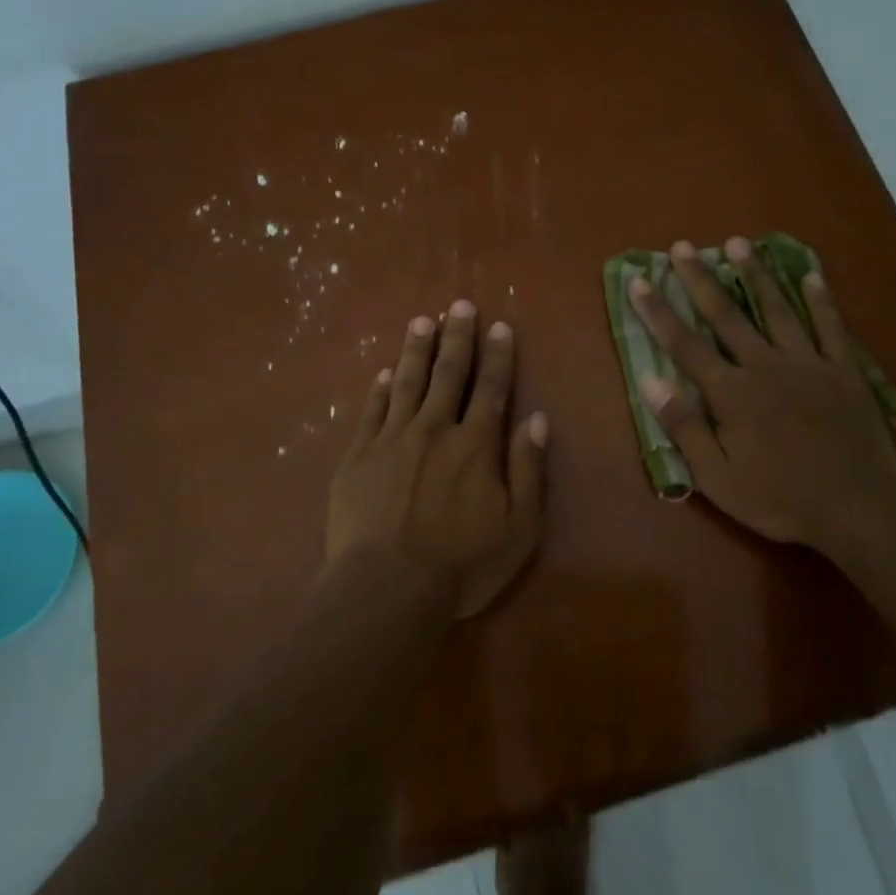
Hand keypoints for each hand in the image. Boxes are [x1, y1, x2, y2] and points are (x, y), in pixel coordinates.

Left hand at [328, 301, 550, 618]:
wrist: (386, 590)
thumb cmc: (461, 565)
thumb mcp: (519, 527)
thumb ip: (529, 469)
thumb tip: (538, 418)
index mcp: (476, 444)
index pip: (491, 388)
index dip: (497, 355)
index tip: (499, 325)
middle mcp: (434, 429)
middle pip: (448, 373)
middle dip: (456, 337)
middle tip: (459, 304)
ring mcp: (391, 439)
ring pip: (407, 382)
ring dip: (416, 349)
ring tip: (421, 320)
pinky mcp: (357, 456)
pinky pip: (371, 410)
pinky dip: (380, 388)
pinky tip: (385, 371)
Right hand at [629, 238, 895, 551]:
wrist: (859, 508)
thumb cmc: (781, 498)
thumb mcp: (719, 477)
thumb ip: (684, 427)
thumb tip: (650, 380)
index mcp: (732, 393)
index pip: (685, 345)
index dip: (658, 311)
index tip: (639, 280)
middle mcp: (766, 366)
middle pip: (727, 315)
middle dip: (700, 279)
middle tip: (682, 247)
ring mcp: (809, 364)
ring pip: (777, 309)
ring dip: (755, 275)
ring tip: (738, 242)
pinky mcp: (844, 371)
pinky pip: (831, 326)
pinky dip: (821, 299)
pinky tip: (811, 274)